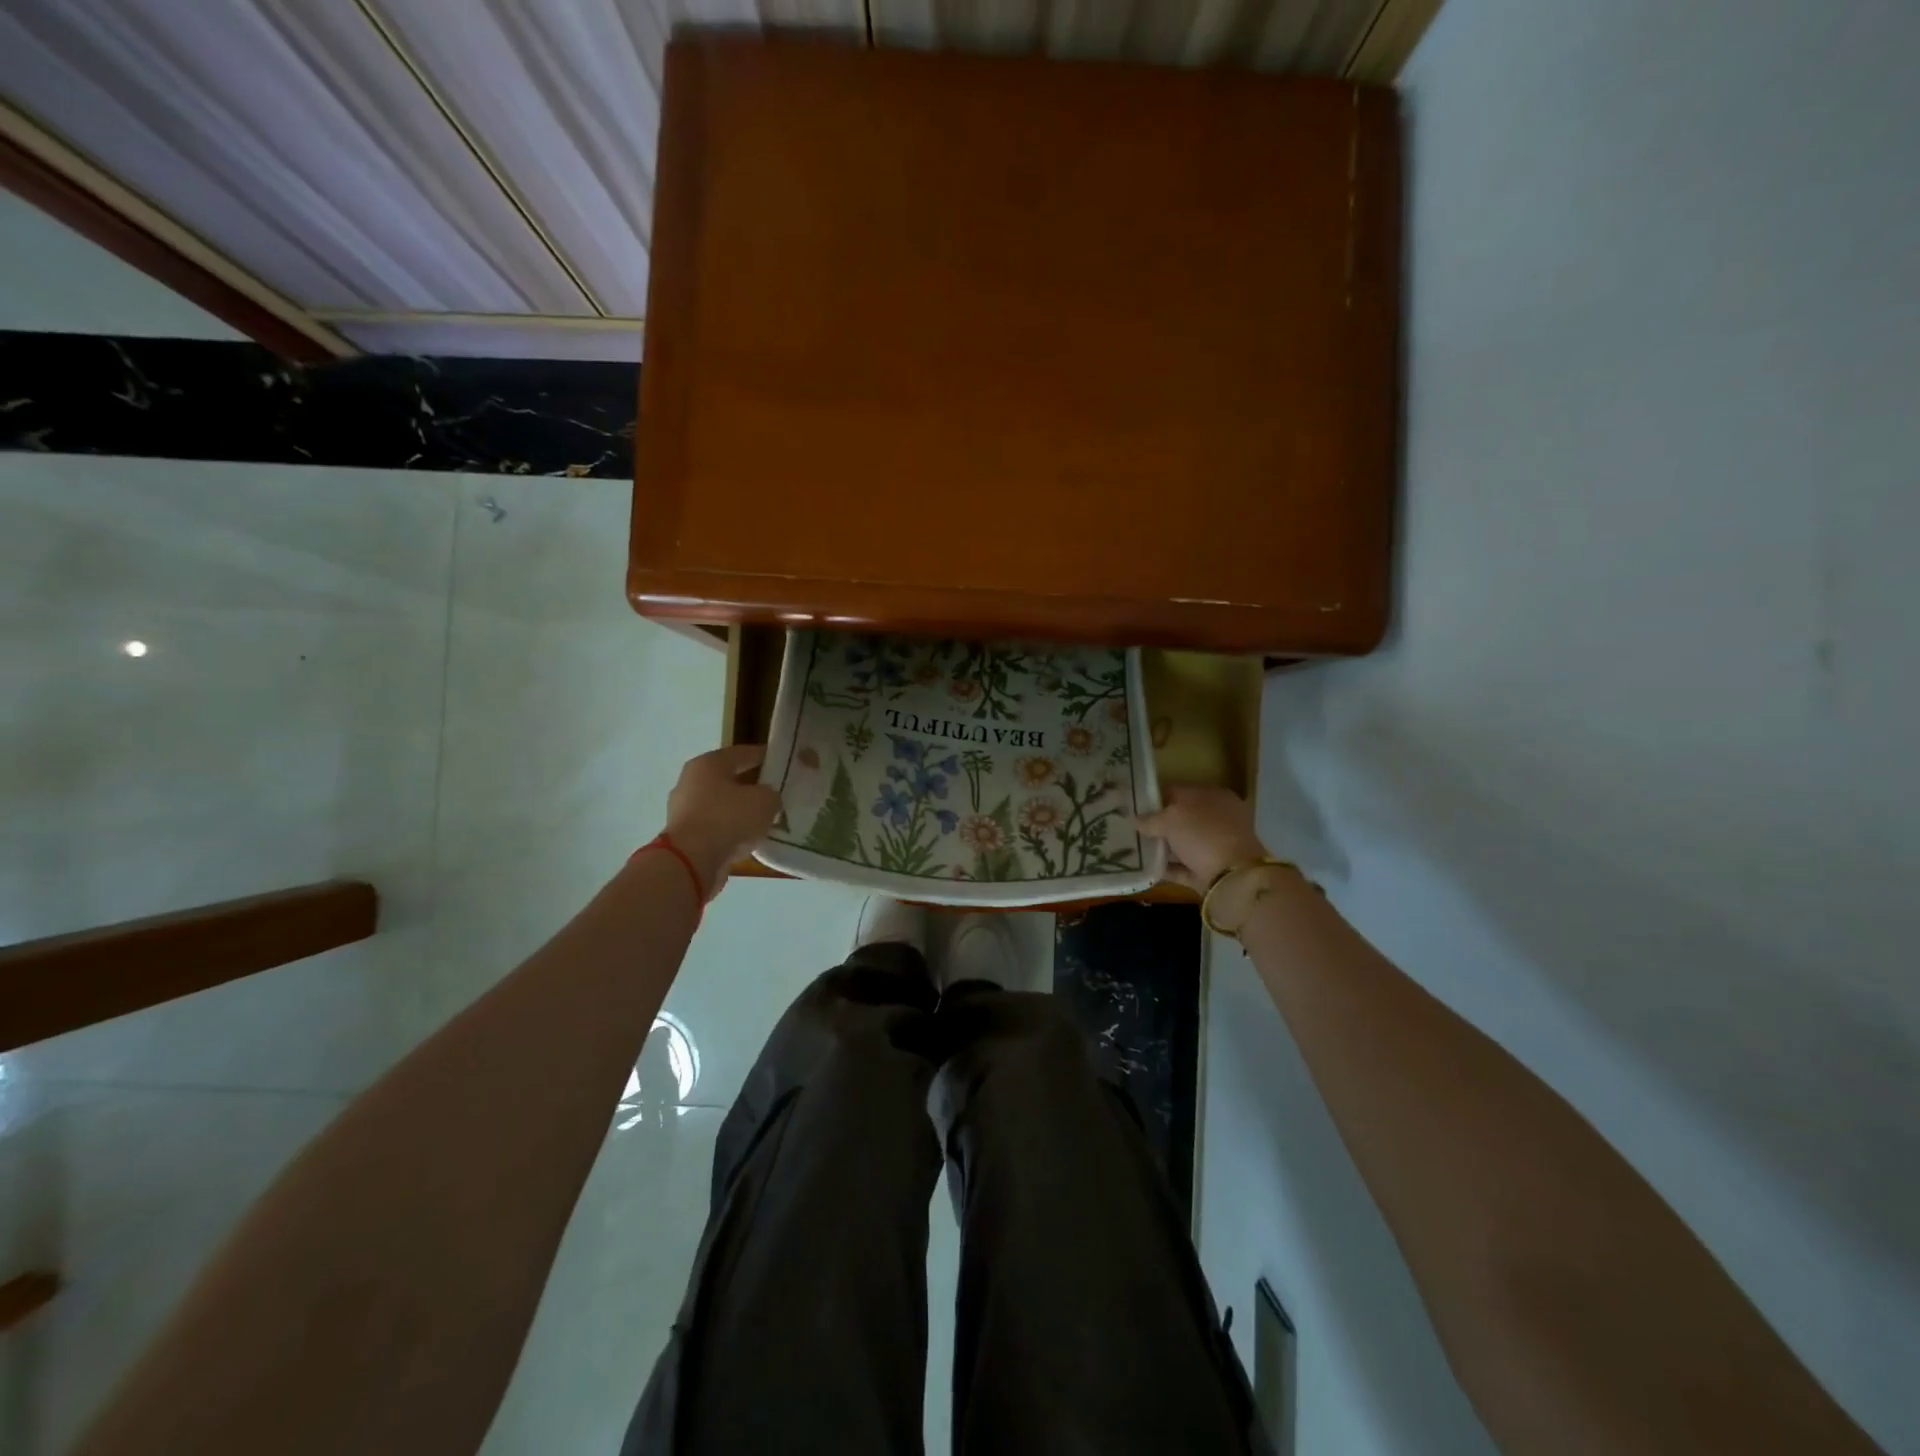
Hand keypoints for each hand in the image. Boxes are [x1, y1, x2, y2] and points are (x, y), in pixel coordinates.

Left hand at [663, 745, 783, 897]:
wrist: (692, 861)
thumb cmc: (728, 818)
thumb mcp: (765, 801)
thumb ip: (771, 794)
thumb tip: (767, 798)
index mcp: (708, 763)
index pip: (742, 753)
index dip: (764, 756)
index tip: (782, 763)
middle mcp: (691, 782)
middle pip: (728, 779)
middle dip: (751, 785)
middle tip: (775, 793)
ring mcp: (684, 810)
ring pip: (720, 805)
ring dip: (740, 811)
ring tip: (764, 819)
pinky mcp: (684, 836)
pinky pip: (714, 827)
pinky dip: (730, 830)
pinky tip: (748, 838)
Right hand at [1135, 785, 1268, 891]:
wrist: (1233, 877)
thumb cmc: (1203, 834)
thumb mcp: (1170, 819)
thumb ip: (1150, 819)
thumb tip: (1135, 820)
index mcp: (1213, 796)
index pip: (1178, 792)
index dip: (1154, 798)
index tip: (1133, 806)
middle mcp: (1217, 818)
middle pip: (1181, 818)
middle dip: (1158, 824)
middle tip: (1132, 828)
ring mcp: (1216, 845)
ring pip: (1182, 843)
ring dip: (1161, 847)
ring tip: (1134, 849)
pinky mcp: (1211, 871)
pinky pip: (1184, 867)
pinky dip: (1167, 868)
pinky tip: (1146, 869)